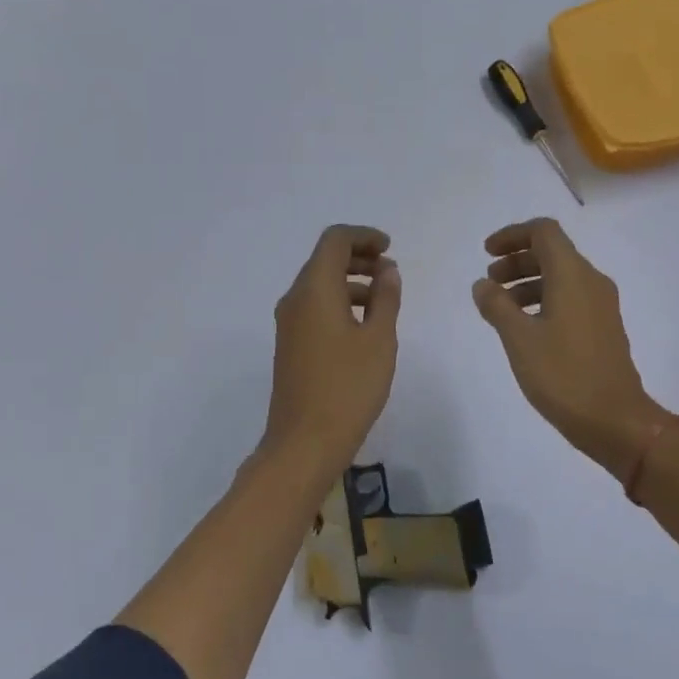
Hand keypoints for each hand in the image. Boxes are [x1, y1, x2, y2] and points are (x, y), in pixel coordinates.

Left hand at [262, 225, 401, 477]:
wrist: (305, 442)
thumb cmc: (348, 387)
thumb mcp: (378, 340)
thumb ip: (386, 298)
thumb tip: (387, 270)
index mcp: (314, 289)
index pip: (334, 241)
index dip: (363, 237)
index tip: (389, 248)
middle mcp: (295, 299)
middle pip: (324, 260)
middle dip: (358, 258)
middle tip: (390, 271)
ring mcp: (288, 324)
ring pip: (319, 285)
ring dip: (351, 282)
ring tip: (384, 298)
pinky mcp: (290, 345)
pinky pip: (314, 308)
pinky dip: (339, 302)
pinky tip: (364, 324)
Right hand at [473, 218, 670, 480]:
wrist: (615, 420)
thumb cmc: (563, 375)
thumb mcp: (519, 338)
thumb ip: (497, 306)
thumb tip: (483, 285)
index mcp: (573, 275)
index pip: (544, 232)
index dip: (512, 235)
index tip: (486, 253)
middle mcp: (591, 282)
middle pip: (552, 253)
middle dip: (516, 261)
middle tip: (489, 283)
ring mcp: (601, 306)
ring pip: (560, 278)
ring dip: (528, 283)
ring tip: (500, 308)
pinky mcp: (603, 328)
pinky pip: (570, 299)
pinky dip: (543, 301)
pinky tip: (525, 328)